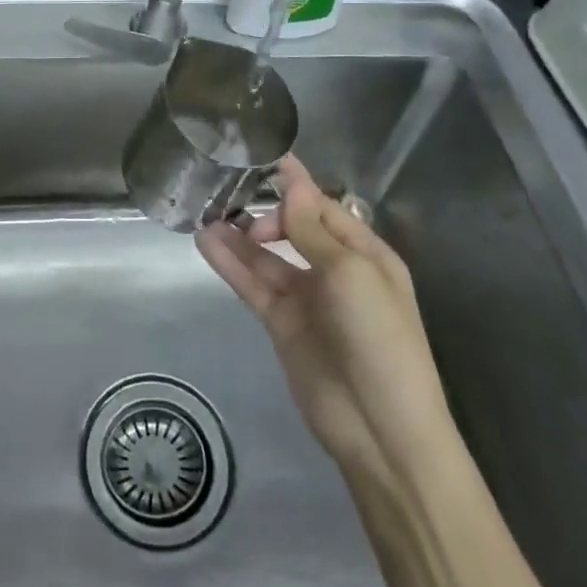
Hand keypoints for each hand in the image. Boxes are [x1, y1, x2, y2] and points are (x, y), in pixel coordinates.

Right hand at [196, 156, 451, 476]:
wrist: (381, 429)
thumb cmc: (379, 339)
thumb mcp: (352, 274)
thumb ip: (314, 231)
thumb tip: (293, 185)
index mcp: (365, 254)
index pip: (323, 207)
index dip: (294, 184)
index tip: (260, 157)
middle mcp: (335, 270)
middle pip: (292, 228)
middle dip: (265, 211)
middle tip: (234, 204)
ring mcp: (306, 299)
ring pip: (266, 257)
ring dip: (239, 236)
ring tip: (205, 211)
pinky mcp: (281, 324)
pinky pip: (253, 285)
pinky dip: (231, 264)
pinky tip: (206, 243)